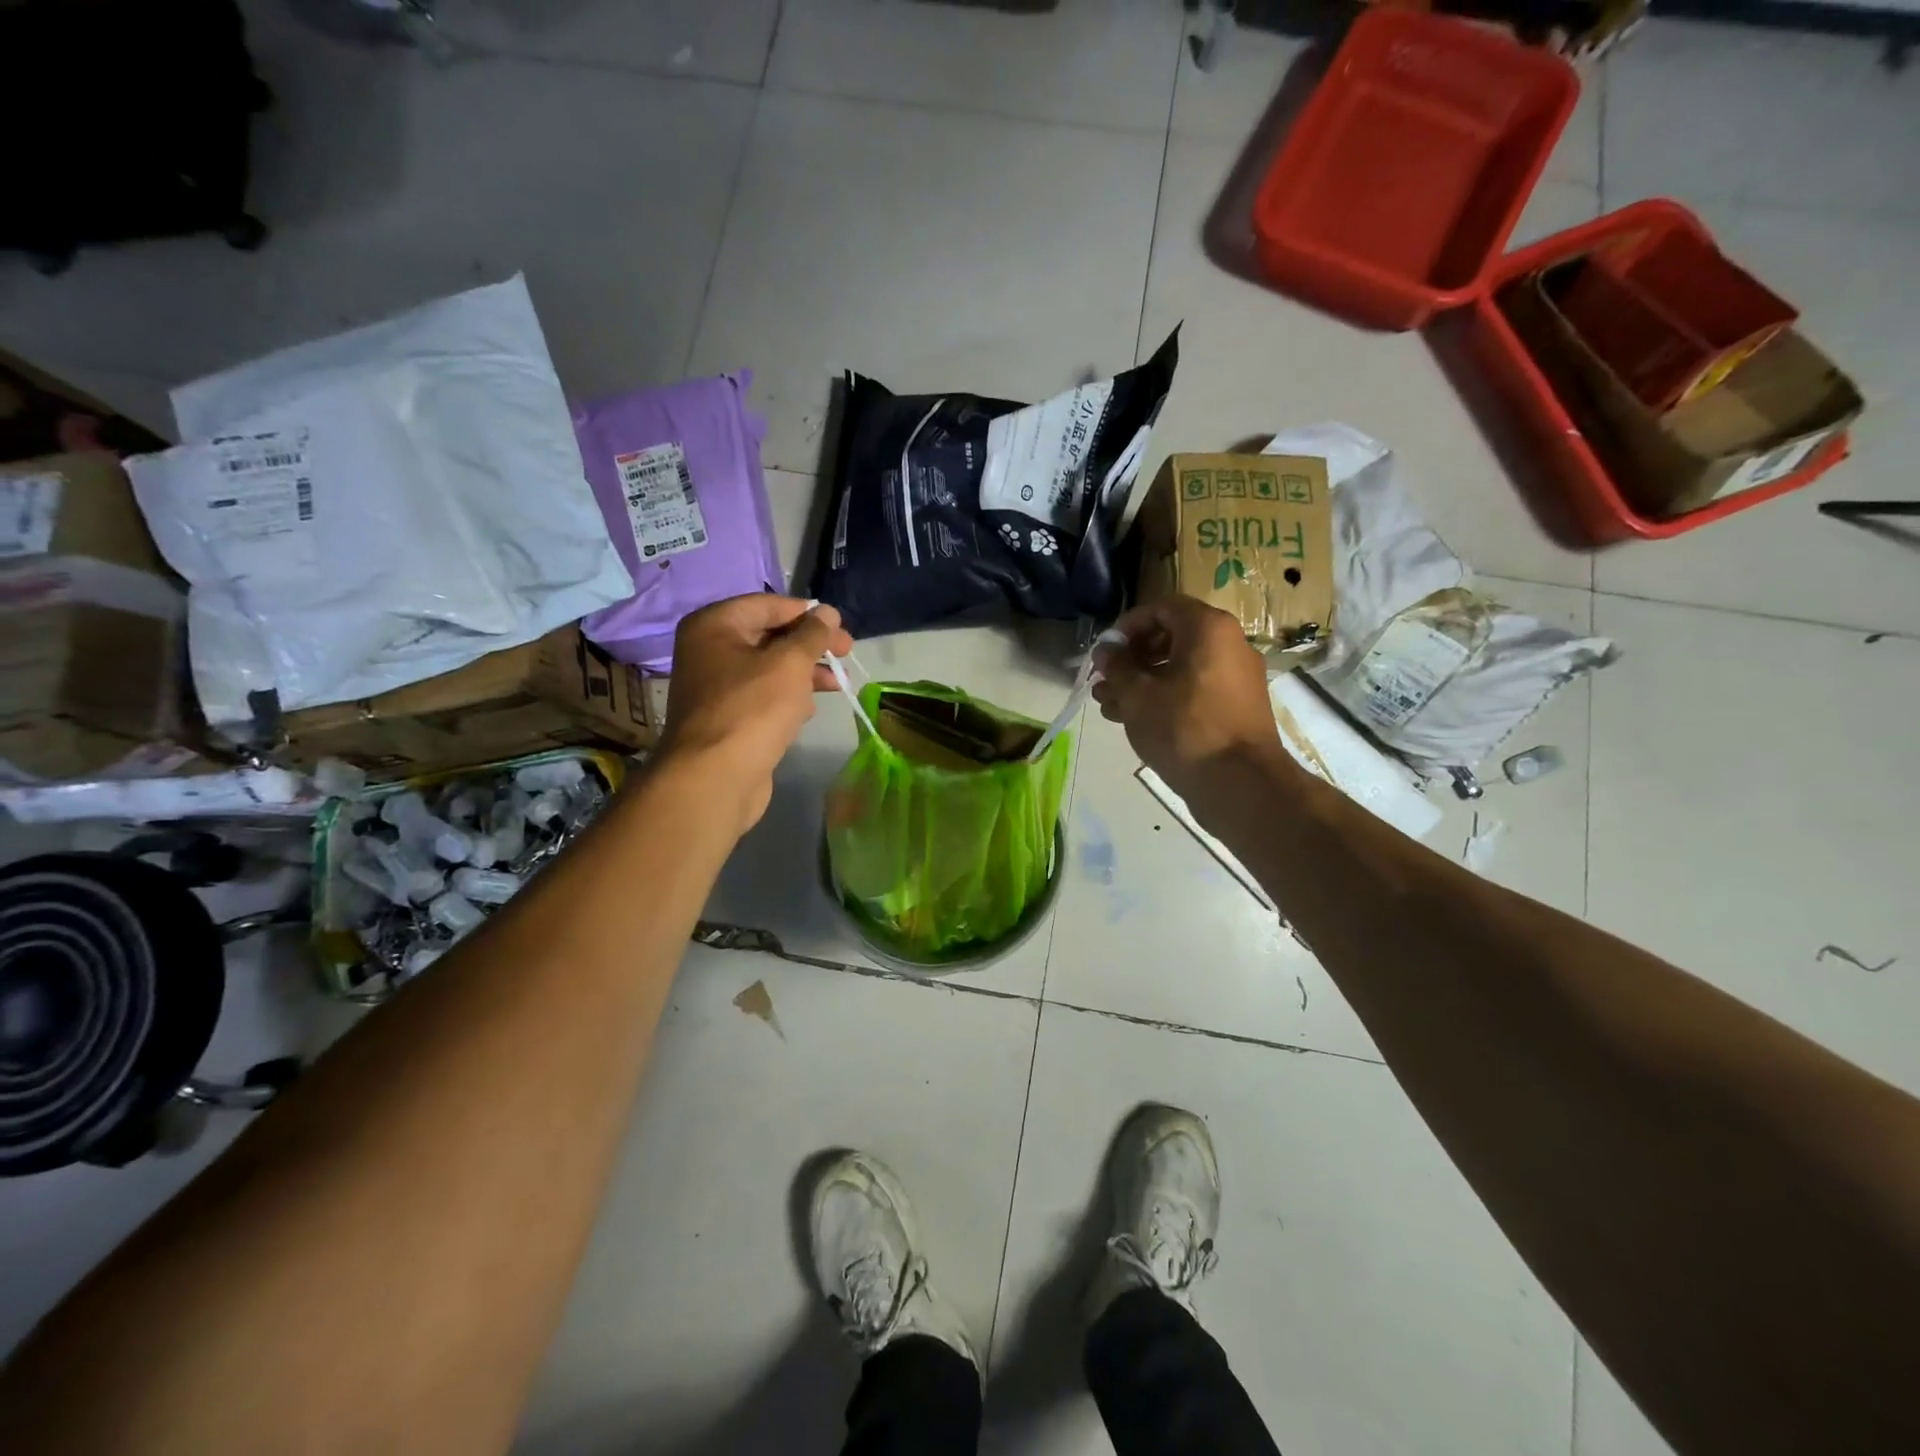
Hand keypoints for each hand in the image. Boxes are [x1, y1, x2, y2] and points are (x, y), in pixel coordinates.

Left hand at [657, 594, 854, 835]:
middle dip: (810, 645)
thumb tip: (827, 612)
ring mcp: (716, 685)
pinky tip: (809, 708)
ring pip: (770, 667)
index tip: (841, 629)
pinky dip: (788, 696)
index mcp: (714, 625)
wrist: (716, 778)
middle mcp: (709, 649)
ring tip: (836, 684)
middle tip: (846, 655)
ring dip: (804, 672)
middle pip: (769, 635)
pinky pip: (763, 695)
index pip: (769, 605)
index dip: (808, 614)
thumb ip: (813, 634)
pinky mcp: (728, 716)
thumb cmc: (753, 709)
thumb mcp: (790, 663)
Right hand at [1092, 595, 1288, 807]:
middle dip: (1131, 659)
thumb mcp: (1137, 695)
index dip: (1126, 626)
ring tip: (1111, 707)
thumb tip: (1107, 651)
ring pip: (1180, 668)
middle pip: (1171, 638)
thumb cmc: (1183, 728)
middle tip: (1104, 682)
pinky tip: (1137, 721)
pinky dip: (1165, 698)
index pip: (1161, 608)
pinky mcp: (1237, 707)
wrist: (1240, 784)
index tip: (1105, 653)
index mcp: (1208, 628)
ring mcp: (1236, 677)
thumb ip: (1117, 666)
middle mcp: (1229, 644)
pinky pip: (1194, 690)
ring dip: (1142, 682)